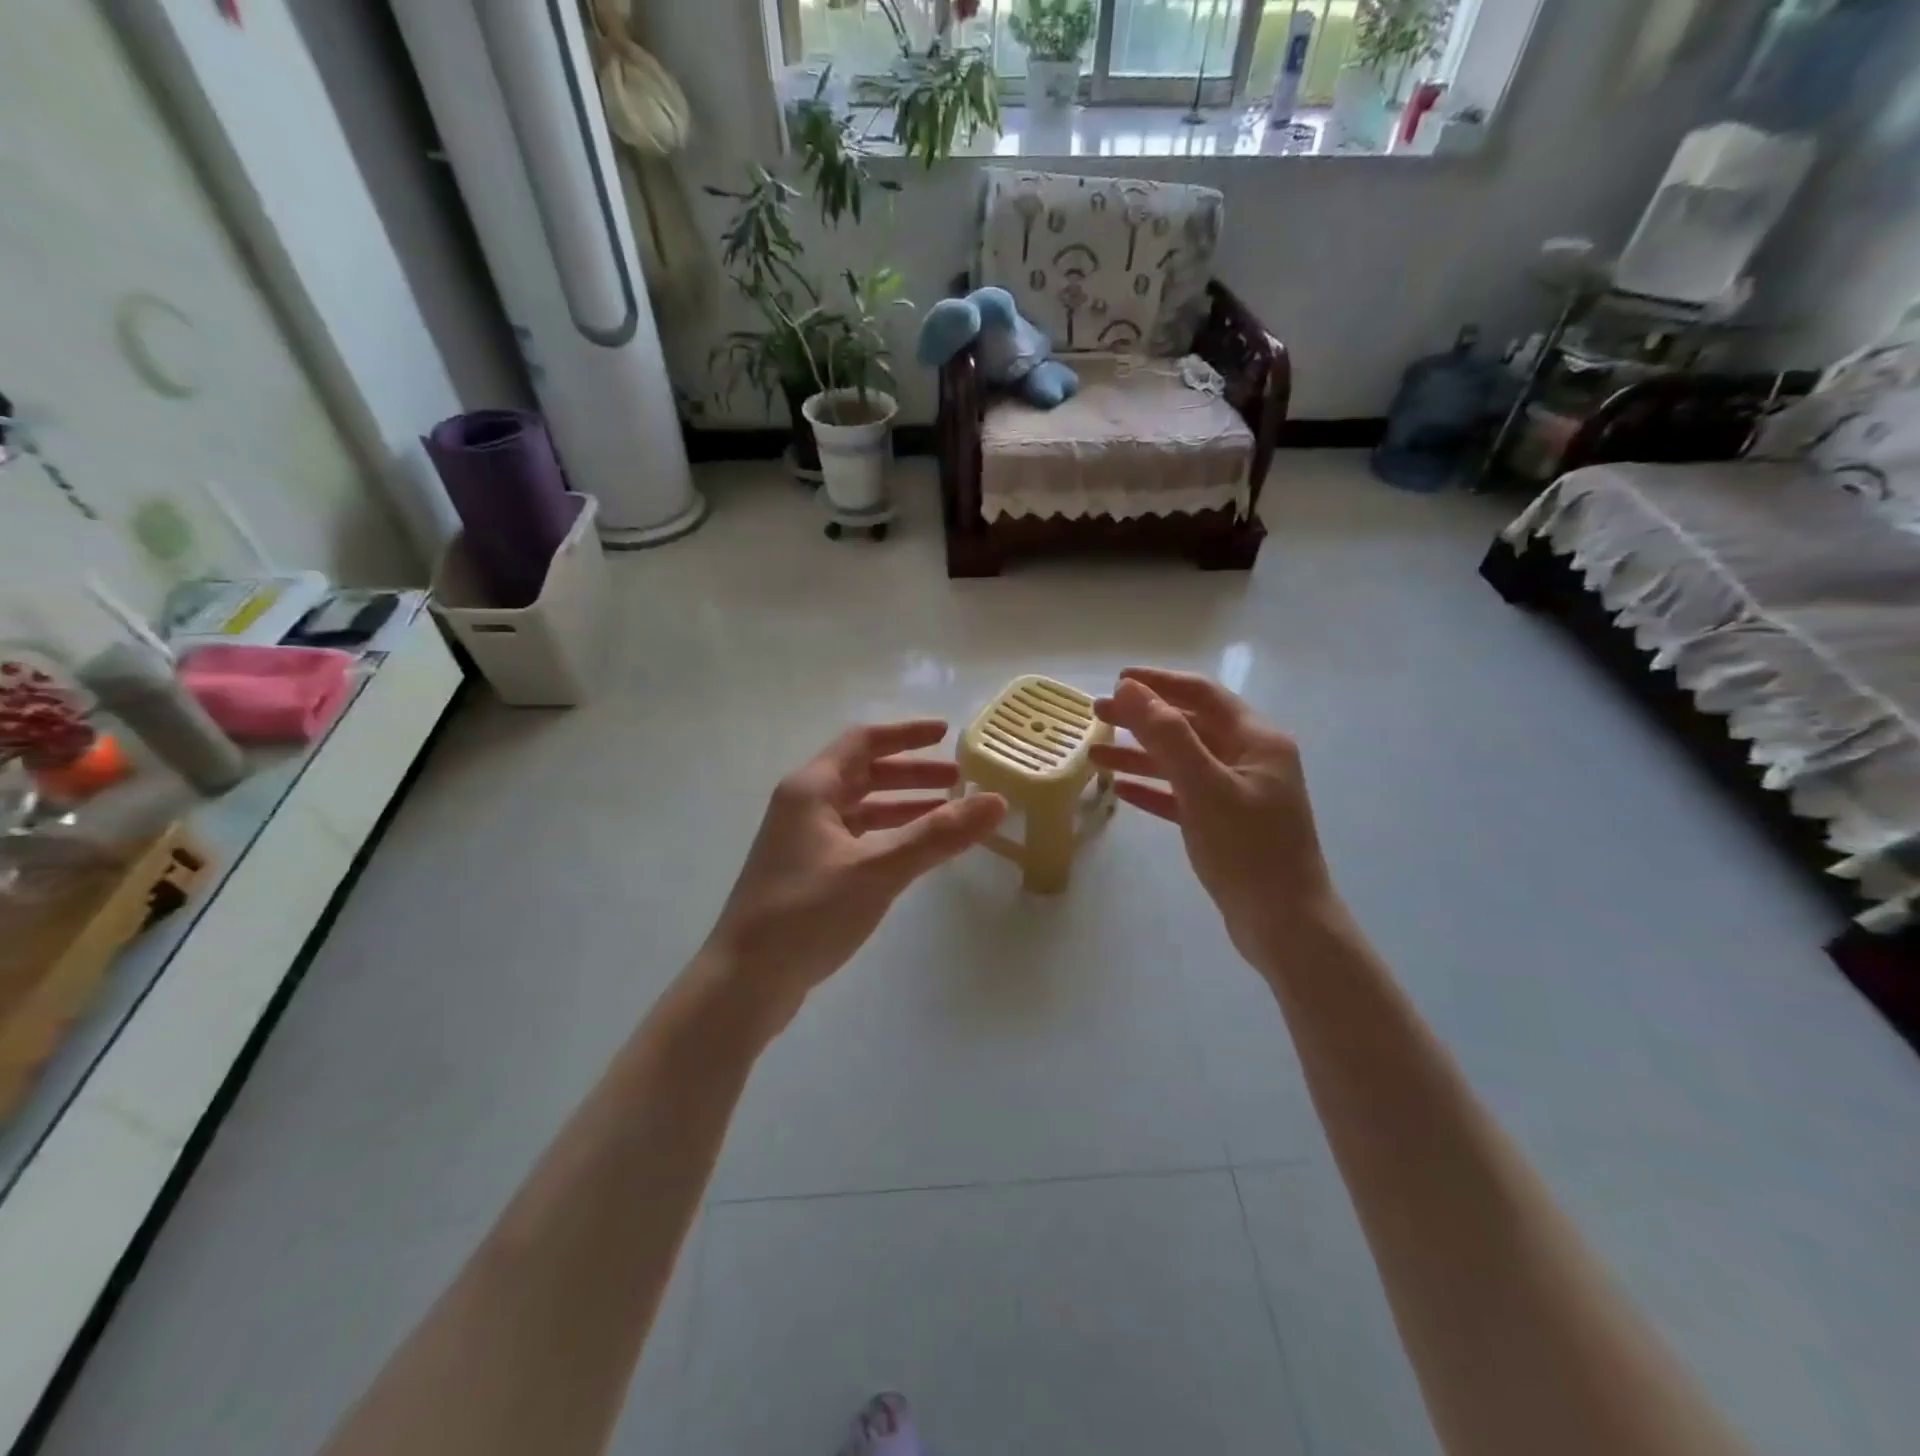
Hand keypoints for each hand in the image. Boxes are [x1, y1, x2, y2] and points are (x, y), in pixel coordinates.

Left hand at [703, 720, 1005, 1023]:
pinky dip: (888, 837)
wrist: (744, 982)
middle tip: (958, 782)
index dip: (906, 735)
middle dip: (912, 775)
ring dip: (902, 807)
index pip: (864, 742)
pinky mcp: (807, 874)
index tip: (947, 734)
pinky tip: (914, 854)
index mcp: (811, 789)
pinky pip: (856, 839)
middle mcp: (803, 806)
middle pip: (864, 775)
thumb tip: (996, 801)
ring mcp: (802, 842)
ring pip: (861, 810)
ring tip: (947, 815)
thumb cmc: (807, 913)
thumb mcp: (877, 869)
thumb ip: (937, 835)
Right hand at [1092, 669, 1337, 964]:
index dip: (1159, 683)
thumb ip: (1166, 735)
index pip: (1202, 695)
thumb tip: (1130, 689)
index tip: (1117, 680)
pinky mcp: (1226, 824)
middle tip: (1097, 714)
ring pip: (1182, 762)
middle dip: (1143, 719)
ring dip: (1141, 755)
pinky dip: (1154, 788)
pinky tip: (1122, 790)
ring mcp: (1239, 793)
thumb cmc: (1248, 849)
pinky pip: (1184, 795)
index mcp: (1256, 740)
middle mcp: (1250, 759)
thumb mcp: (1204, 786)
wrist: (1285, 924)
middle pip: (1189, 726)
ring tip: (1095, 754)